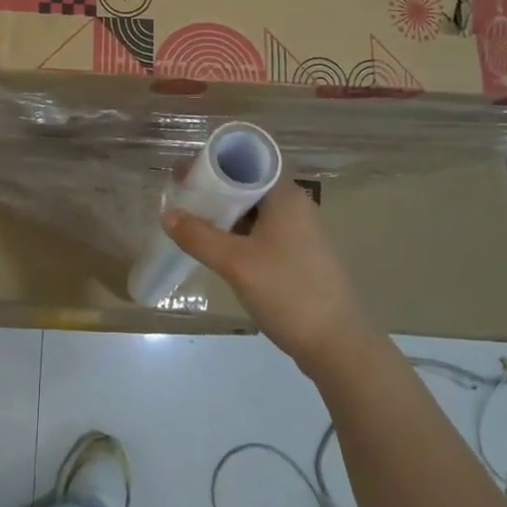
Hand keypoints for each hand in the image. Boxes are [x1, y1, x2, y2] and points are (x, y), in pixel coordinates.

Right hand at [162, 181, 373, 374]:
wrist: (338, 346)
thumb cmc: (288, 292)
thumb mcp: (235, 263)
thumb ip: (198, 236)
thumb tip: (167, 214)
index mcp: (285, 196)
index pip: (248, 160)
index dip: (214, 162)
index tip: (185, 172)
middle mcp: (296, 206)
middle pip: (250, 184)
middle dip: (215, 187)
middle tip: (181, 196)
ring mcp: (301, 233)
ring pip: (256, 210)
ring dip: (226, 212)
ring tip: (192, 221)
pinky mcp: (301, 257)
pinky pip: (263, 232)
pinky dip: (239, 233)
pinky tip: (218, 248)